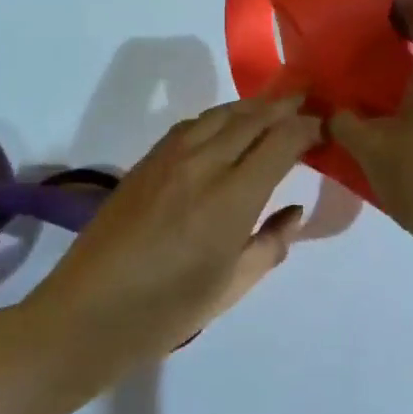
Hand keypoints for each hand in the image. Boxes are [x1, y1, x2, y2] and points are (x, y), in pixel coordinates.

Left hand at [30, 95, 320, 371]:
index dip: (308, 127)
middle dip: (285, 106)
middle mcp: (204, 164)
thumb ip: (271, 244)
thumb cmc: (167, 311)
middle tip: (309, 99)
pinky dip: (220, 116)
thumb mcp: (232, 286)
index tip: (325, 126)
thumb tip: (294, 211)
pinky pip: (193, 124)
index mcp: (232, 198)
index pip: (282, 141)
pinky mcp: (147, 160)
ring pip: (221, 113)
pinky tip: (227, 125)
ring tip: (274, 106)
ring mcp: (171, 157)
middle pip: (253, 118)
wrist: (87, 313)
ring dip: (253, 106)